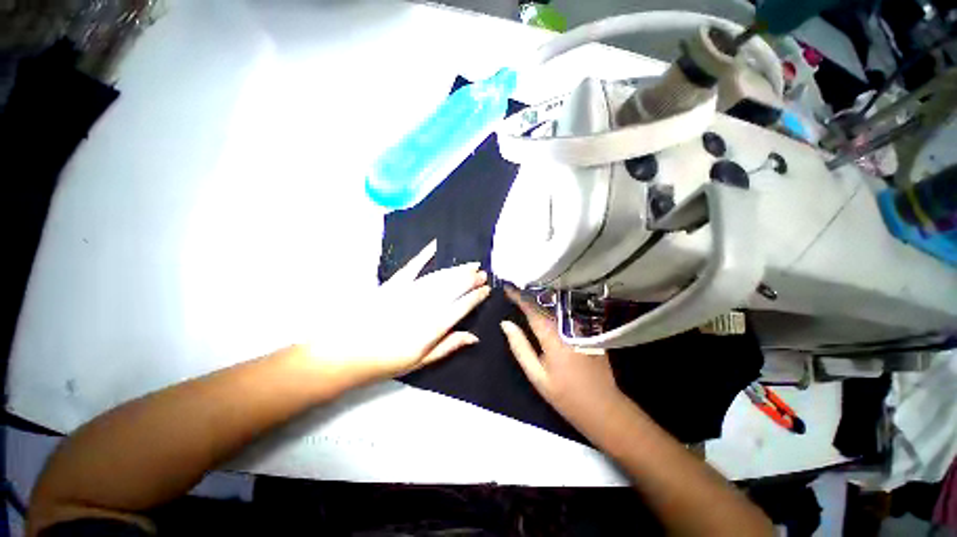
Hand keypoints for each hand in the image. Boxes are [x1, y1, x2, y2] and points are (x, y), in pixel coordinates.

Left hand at [304, 240, 489, 387]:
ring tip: (470, 265)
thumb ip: (448, 346)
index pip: (461, 307)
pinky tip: (434, 246)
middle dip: (470, 280)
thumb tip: (474, 337)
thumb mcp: (421, 361)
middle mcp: (424, 306)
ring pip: (439, 277)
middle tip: (483, 273)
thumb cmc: (387, 361)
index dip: (475, 297)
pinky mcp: (393, 284)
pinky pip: (412, 267)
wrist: (348, 352)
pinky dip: (423, 255)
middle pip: (453, 288)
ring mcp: (408, 292)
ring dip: (456, 270)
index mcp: (432, 327)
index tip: (486, 290)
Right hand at [500, 287, 625, 434]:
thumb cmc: (565, 395)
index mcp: (553, 337)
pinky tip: (547, 305)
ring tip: (528, 291)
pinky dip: (554, 306)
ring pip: (558, 305)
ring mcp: (581, 327)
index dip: (519, 297)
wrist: (603, 407)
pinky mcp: (589, 330)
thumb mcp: (537, 375)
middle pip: (546, 303)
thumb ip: (520, 347)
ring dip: (542, 297)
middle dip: (530, 293)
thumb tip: (505, 324)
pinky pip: (567, 312)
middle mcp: (568, 327)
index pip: (532, 309)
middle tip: (516, 286)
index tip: (507, 287)